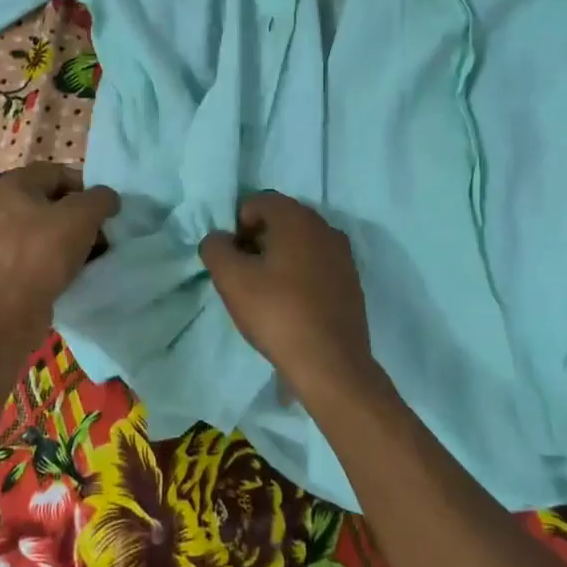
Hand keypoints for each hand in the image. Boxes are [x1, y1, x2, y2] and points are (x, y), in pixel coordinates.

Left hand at [0, 163, 117, 339]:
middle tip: (105, 232)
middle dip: (83, 216)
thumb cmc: (41, 253)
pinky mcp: (5, 269)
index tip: (107, 208)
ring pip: (48, 231)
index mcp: (13, 185)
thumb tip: (108, 199)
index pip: (58, 172)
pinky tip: (77, 273)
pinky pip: (40, 256)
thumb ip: (100, 199)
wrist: (5, 314)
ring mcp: (0, 240)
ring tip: (96, 255)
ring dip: (74, 240)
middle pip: (54, 202)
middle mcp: (2, 208)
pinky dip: (59, 261)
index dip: (87, 186)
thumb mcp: (81, 216)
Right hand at [199, 192, 378, 402]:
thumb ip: (215, 248)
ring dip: (279, 258)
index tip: (232, 259)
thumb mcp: (231, 279)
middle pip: (281, 220)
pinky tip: (291, 305)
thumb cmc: (277, 313)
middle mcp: (324, 227)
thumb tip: (219, 239)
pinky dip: (300, 275)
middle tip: (244, 275)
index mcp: (297, 218)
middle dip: (257, 240)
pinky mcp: (351, 281)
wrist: (331, 364)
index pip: (257, 202)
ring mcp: (342, 254)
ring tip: (266, 293)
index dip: (237, 226)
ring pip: (300, 243)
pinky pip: (317, 265)